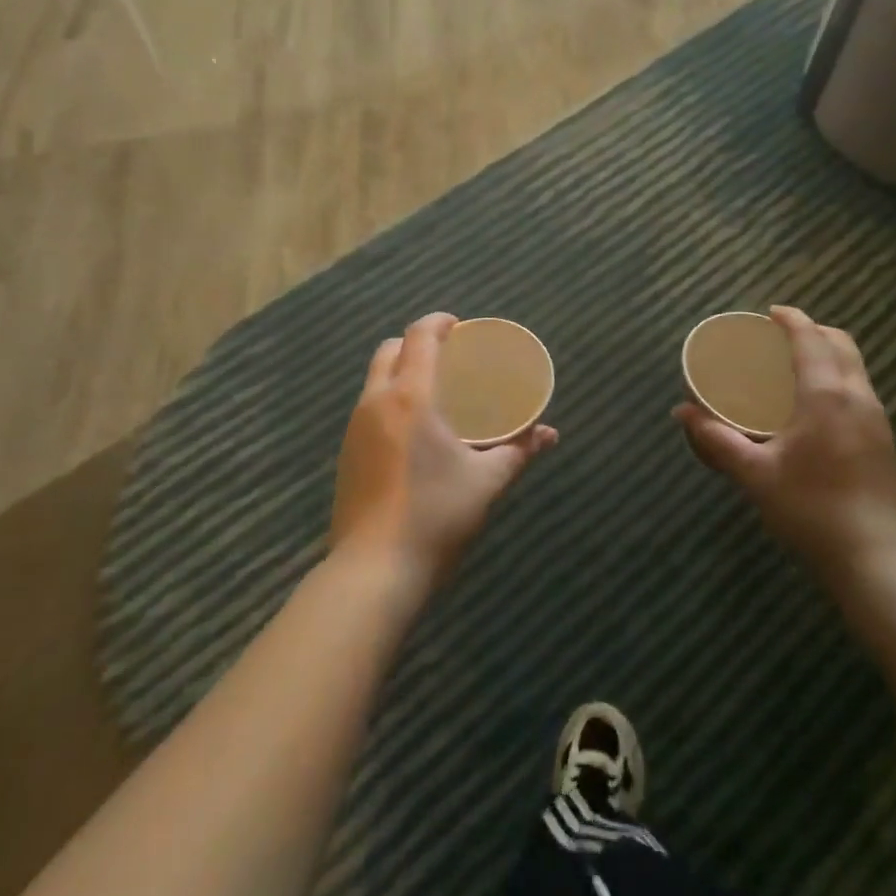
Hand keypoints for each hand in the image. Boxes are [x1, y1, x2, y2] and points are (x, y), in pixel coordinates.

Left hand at [331, 312, 557, 590]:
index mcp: (410, 397)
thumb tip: (550, 435)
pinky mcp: (346, 454)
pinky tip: (413, 431)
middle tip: (449, 357)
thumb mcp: (486, 482)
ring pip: (375, 379)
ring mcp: (354, 428)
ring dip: (401, 371)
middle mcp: (376, 402)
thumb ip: (519, 451)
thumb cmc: (435, 517)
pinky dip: (390, 400)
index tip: (460, 326)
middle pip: (389, 349)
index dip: (439, 322)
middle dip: (417, 342)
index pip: (418, 336)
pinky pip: (368, 408)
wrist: (372, 573)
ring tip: (434, 392)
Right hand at [676, 306, 895, 578]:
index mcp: (826, 395)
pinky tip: (816, 406)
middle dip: (813, 331)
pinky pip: (861, 390)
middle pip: (841, 344)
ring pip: (856, 367)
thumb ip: (716, 440)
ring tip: (795, 367)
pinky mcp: (885, 441)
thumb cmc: (809, 510)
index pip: (810, 339)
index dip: (791, 320)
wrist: (874, 561)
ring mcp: (878, 419)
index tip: (770, 314)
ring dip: (828, 353)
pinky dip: (838, 377)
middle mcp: (858, 397)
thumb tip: (682, 412)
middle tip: (780, 338)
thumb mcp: (754, 474)